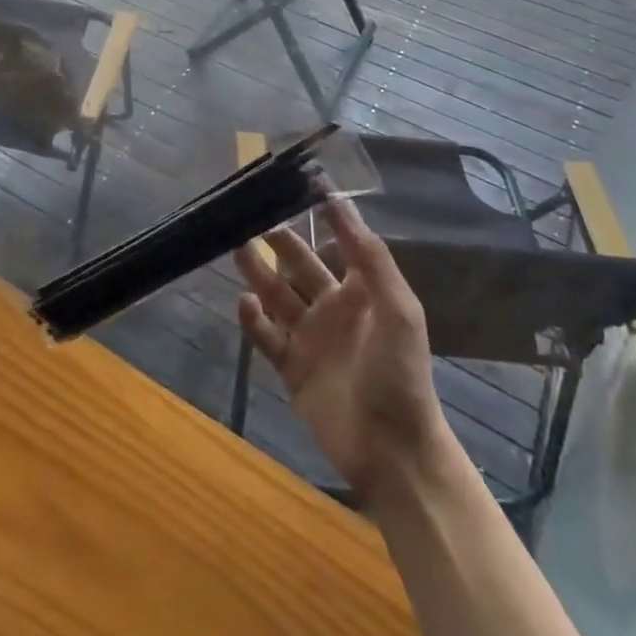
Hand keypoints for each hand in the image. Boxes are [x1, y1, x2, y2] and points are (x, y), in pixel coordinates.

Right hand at [235, 194, 451, 500]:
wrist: (392, 452)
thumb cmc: (399, 373)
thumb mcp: (397, 309)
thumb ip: (370, 258)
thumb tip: (341, 203)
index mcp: (362, 292)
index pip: (341, 243)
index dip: (326, 216)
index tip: (303, 184)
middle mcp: (332, 308)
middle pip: (299, 265)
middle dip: (279, 240)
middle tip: (251, 214)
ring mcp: (309, 338)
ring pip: (276, 295)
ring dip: (258, 271)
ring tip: (237, 245)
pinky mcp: (291, 367)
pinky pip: (266, 336)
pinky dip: (253, 319)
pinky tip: (244, 302)